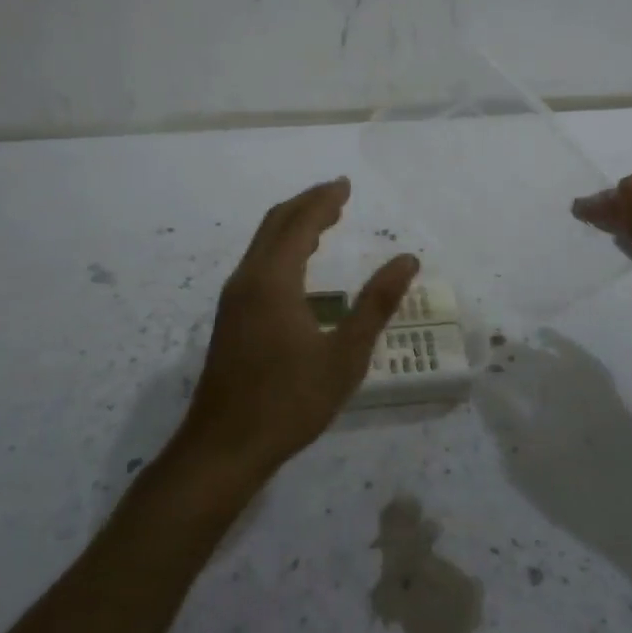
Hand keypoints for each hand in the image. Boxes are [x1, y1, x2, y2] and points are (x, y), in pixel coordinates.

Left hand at [176, 178, 417, 478]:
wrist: (224, 448)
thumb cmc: (289, 402)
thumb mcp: (345, 356)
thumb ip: (376, 304)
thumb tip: (408, 260)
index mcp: (273, 280)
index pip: (299, 223)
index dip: (323, 200)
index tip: (345, 184)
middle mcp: (247, 279)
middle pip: (275, 224)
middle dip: (307, 204)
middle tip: (338, 194)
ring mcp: (234, 299)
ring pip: (262, 243)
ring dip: (293, 225)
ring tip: (325, 222)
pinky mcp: (231, 318)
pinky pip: (258, 263)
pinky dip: (281, 247)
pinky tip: (299, 266)